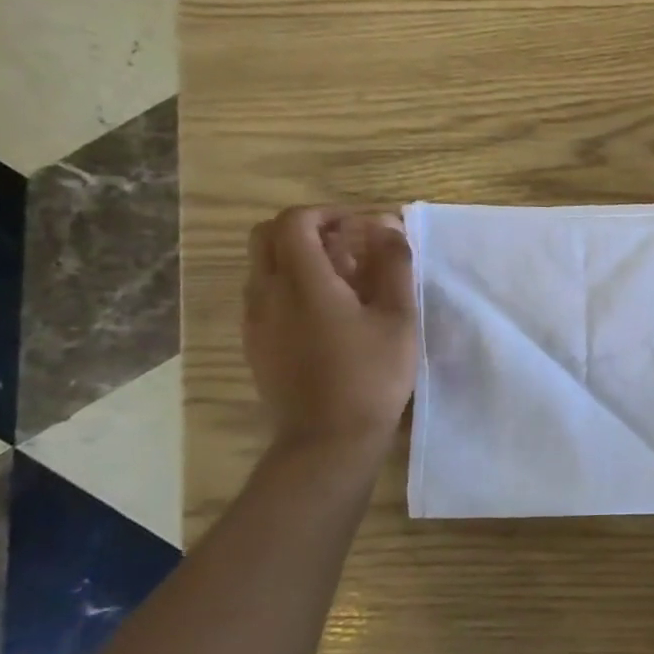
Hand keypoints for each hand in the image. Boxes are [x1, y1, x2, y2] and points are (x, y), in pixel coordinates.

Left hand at [244, 207, 417, 453]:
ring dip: (297, 258)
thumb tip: (388, 227)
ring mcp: (255, 320)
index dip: (327, 214)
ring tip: (343, 281)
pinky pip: (264, 296)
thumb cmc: (371, 376)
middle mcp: (266, 292)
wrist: (328, 440)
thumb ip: (394, 266)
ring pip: (263, 267)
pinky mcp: (255, 344)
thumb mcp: (398, 318)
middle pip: (267, 236)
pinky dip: (290, 286)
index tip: (361, 227)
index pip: (295, 221)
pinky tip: (327, 314)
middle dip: (306, 230)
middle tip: (347, 246)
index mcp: (302, 280)